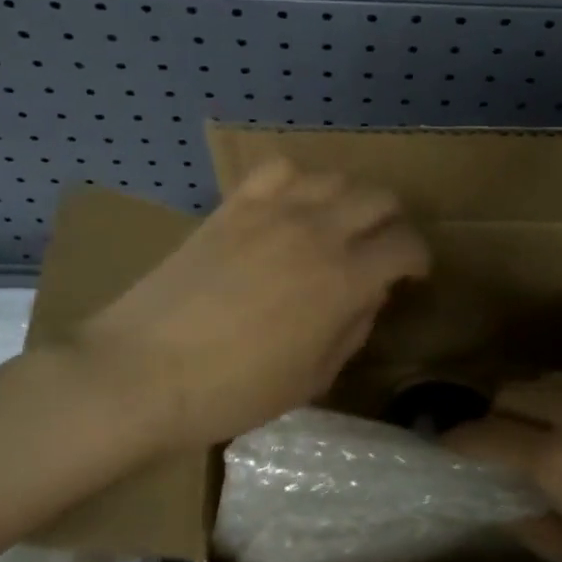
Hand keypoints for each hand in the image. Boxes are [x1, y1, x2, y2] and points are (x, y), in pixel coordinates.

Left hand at [78, 159, 429, 448]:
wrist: (142, 372)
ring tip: (338, 225)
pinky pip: (277, 170)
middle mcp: (317, 232)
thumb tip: (369, 294)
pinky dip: (296, 181)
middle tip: (381, 249)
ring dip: (349, 199)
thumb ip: (352, 328)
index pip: (405, 245)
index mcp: (345, 279)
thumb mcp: (312, 378)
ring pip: (334, 177)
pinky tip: (289, 206)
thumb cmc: (233, 391)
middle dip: (392, 222)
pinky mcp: (233, 206)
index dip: (419, 258)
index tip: (412, 274)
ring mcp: (272, 211)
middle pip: (379, 198)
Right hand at [445, 375, 561, 561]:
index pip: (486, 435)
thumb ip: (538, 529)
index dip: (458, 440)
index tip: (445, 445)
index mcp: (556, 457)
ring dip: (536, 400)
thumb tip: (513, 506)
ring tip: (545, 428)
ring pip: (556, 380)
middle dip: (495, 413)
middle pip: (515, 391)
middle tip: (499, 441)